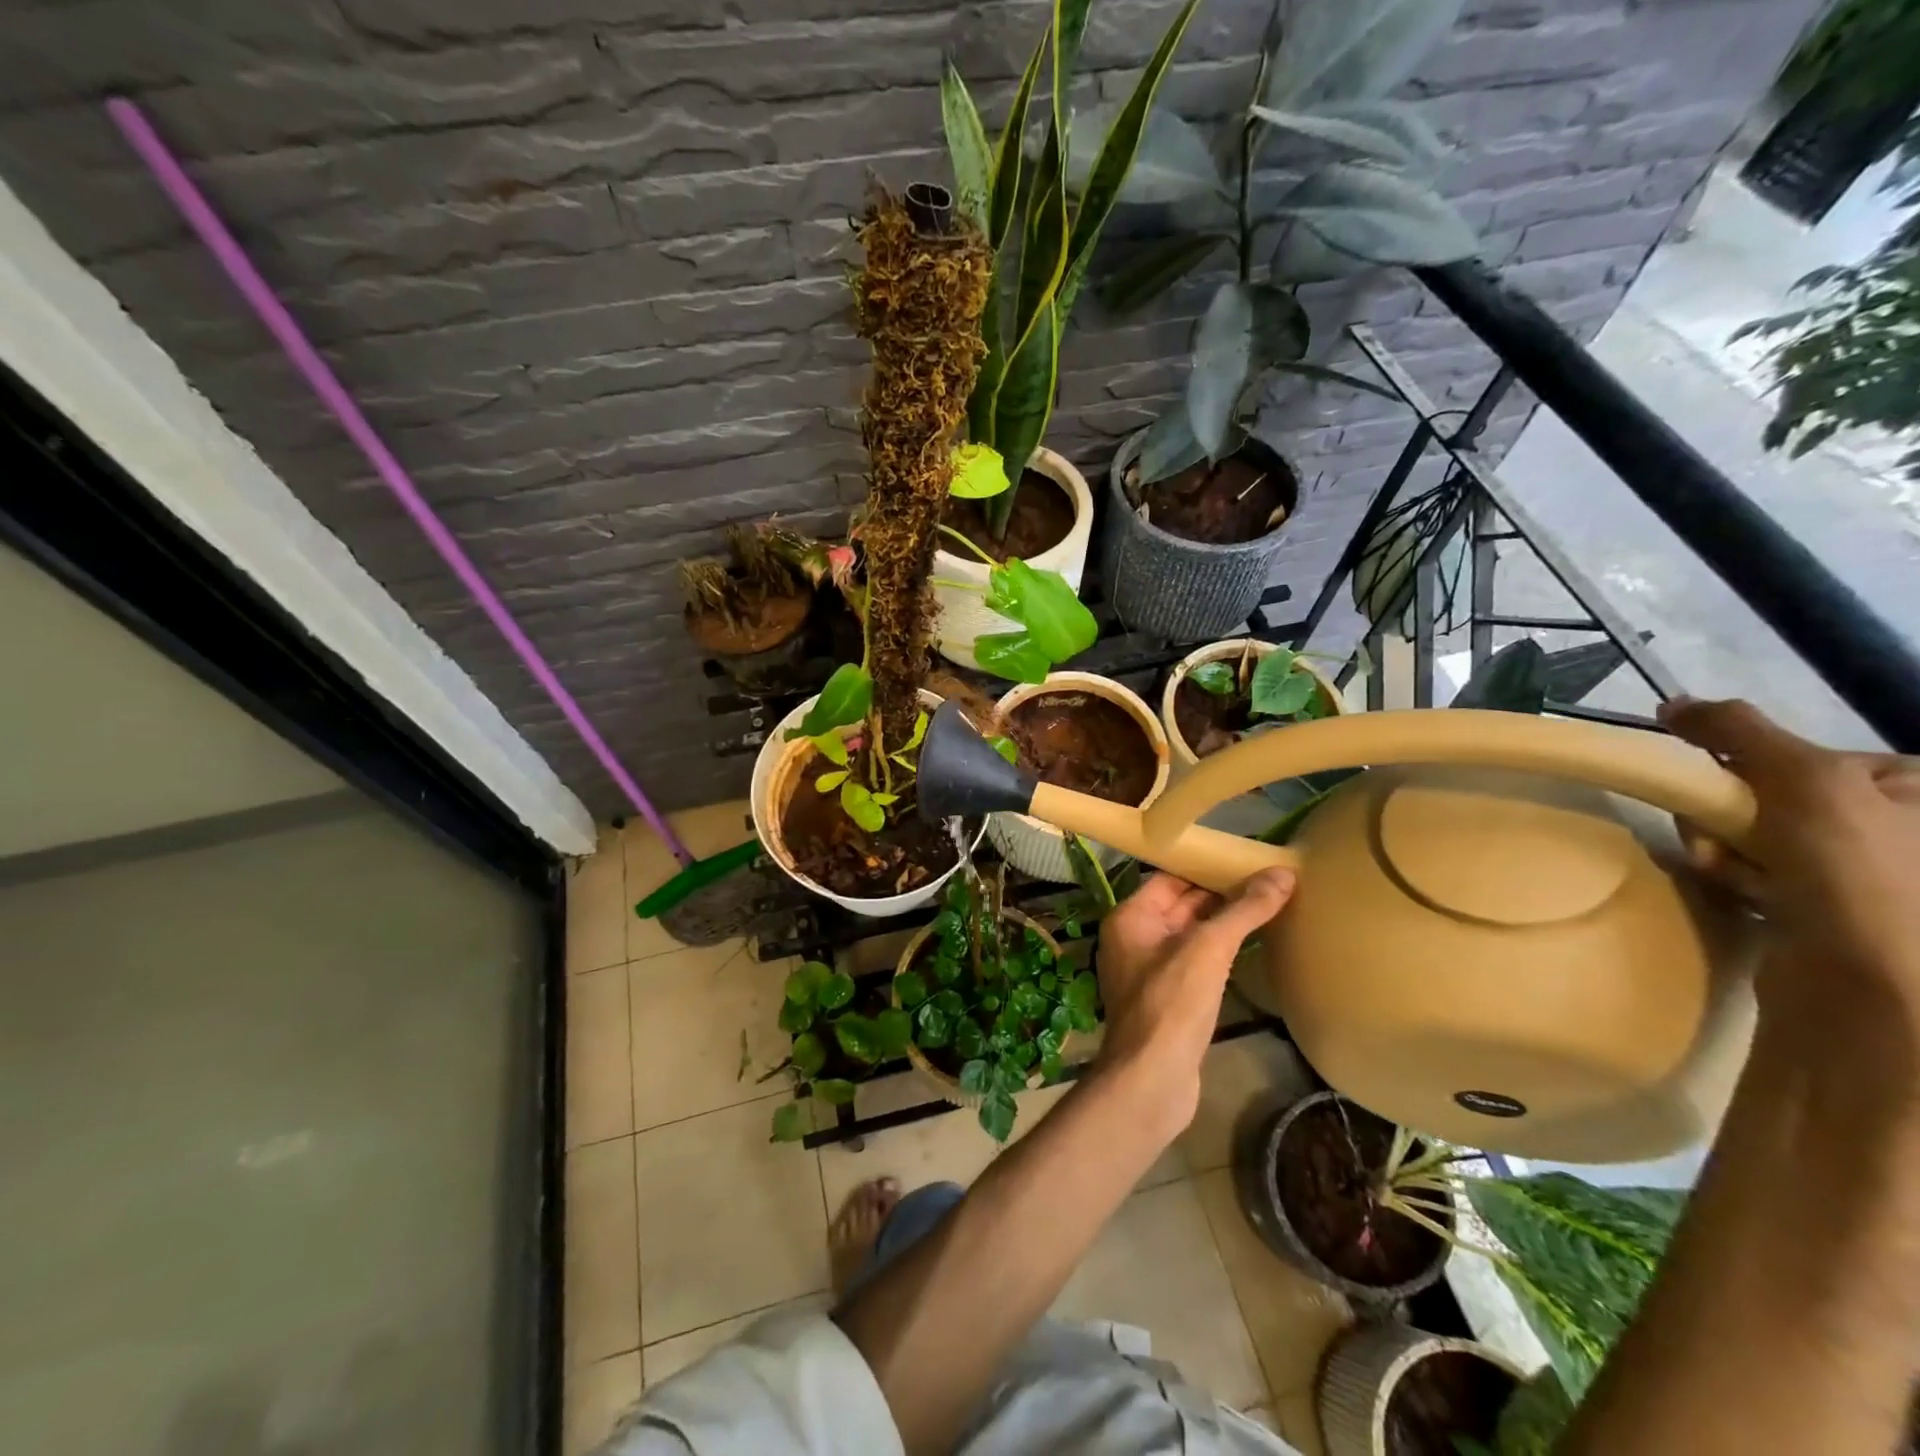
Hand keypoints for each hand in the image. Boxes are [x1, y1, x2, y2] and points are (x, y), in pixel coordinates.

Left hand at [1093, 868, 1295, 1128]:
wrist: (1152, 1079)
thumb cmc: (1172, 1003)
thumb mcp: (1209, 948)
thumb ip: (1244, 910)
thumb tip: (1282, 874)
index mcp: (1131, 917)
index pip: (1170, 878)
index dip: (1207, 868)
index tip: (1247, 860)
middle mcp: (1134, 938)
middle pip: (1182, 905)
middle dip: (1222, 895)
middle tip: (1269, 882)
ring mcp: (1150, 971)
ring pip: (1191, 936)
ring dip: (1224, 924)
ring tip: (1270, 908)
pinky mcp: (1168, 1000)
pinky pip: (1196, 963)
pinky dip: (1221, 954)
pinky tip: (1253, 949)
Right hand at [1660, 697, 1919, 1026]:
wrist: (1875, 994)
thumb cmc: (1861, 877)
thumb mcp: (1806, 781)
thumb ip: (1739, 731)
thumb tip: (1674, 703)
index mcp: (1919, 791)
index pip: (1805, 755)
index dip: (1751, 767)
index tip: (1727, 787)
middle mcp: (1903, 828)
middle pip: (1772, 793)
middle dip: (1729, 812)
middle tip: (1723, 837)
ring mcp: (1869, 874)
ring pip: (1756, 833)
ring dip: (1724, 846)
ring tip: (1728, 871)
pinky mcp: (1831, 910)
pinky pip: (1759, 870)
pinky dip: (1734, 875)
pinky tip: (1738, 890)